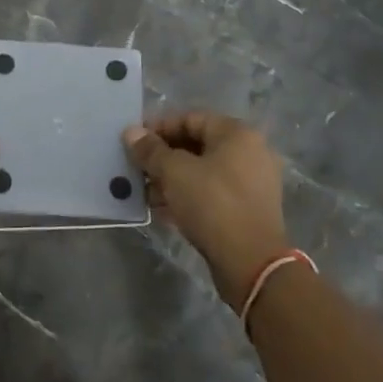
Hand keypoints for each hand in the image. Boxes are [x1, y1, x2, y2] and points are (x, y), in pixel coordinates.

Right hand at [123, 112, 289, 310]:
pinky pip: (211, 193)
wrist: (251, 263)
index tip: (134, 142)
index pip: (190, 118)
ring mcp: (251, 183)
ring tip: (146, 193)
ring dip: (172, 179)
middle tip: (138, 168)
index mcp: (237, 134)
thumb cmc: (212, 204)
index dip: (159, 127)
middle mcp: (249, 153)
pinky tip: (163, 210)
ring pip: (202, 172)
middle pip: (197, 145)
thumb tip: (131, 132)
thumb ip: (150, 150)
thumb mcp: (174, 172)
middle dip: (163, 156)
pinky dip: (187, 197)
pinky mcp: (247, 210)